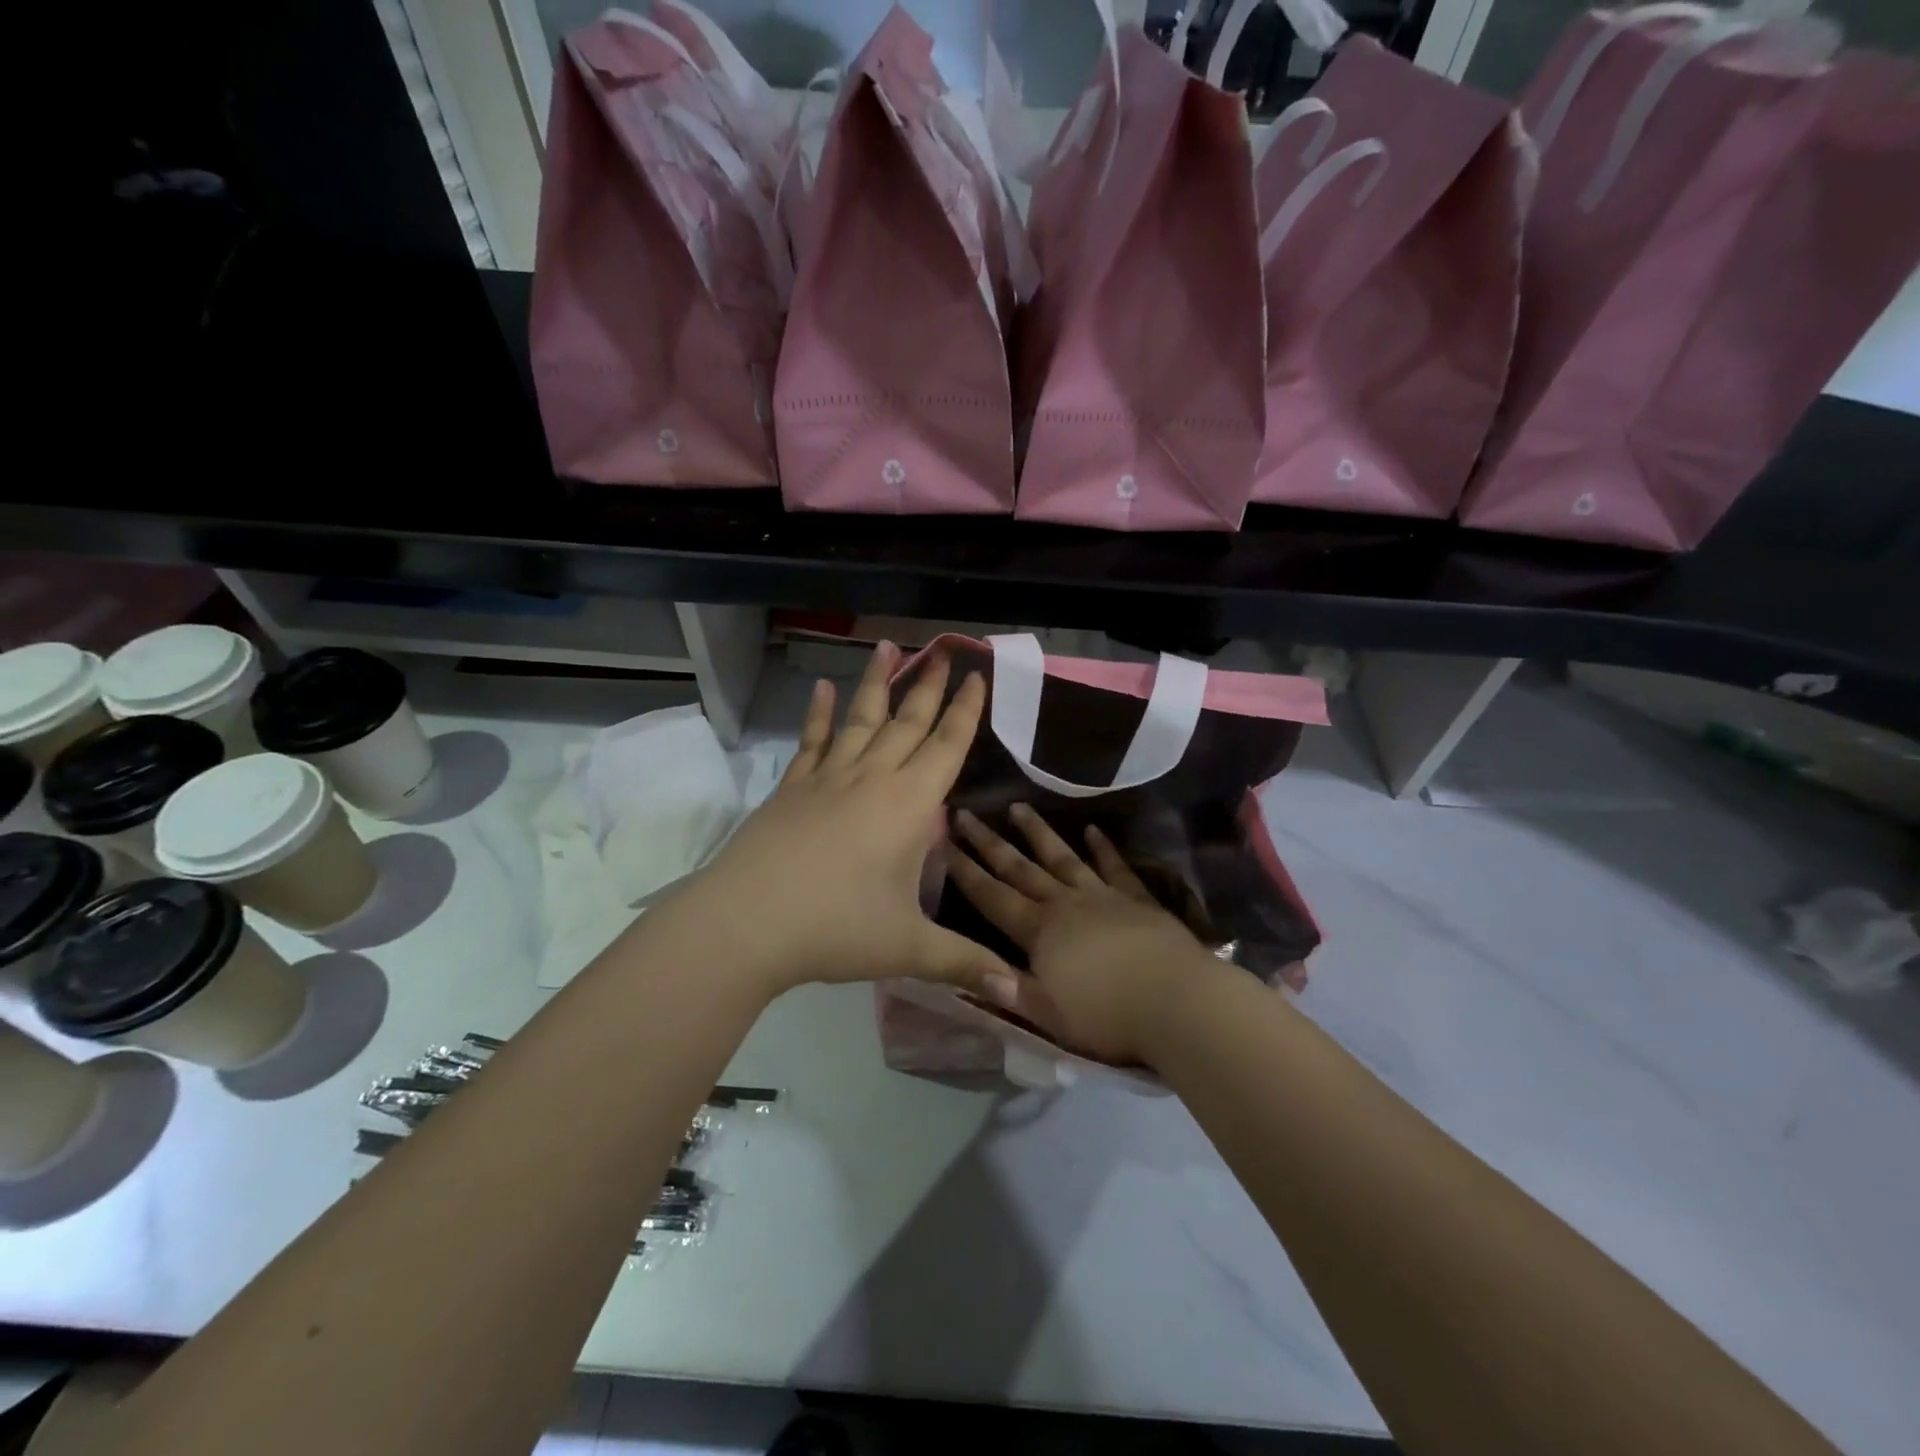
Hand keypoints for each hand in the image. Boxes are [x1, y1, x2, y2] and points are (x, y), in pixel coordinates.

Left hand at [677, 643, 1021, 1005]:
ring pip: (861, 719)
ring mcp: (828, 779)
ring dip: (878, 683)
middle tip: (944, 650)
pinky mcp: (792, 788)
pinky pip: (813, 742)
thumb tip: (1018, 992)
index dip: (966, 711)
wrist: (747, 922)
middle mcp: (872, 778)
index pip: (947, 746)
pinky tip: (822, 689)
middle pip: (908, 722)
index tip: (977, 675)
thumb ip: (965, 963)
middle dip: (930, 686)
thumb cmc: (837, 929)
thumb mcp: (909, 949)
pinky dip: (820, 714)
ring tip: (889, 646)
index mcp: (909, 805)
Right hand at [947, 804, 1226, 1065]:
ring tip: (1019, 806)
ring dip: (1039, 832)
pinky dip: (1103, 848)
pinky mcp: (1137, 899)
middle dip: (990, 842)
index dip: (965, 872)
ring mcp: (1102, 896)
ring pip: (1063, 857)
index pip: (992, 897)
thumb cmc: (1107, 1016)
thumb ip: (1010, 990)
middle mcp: (1065, 904)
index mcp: (1039, 932)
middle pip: (1021, 868)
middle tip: (967, 813)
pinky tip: (1093, 830)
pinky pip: (1115, 867)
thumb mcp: (1048, 1015)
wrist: (1178, 1002)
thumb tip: (970, 971)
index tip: (944, 843)